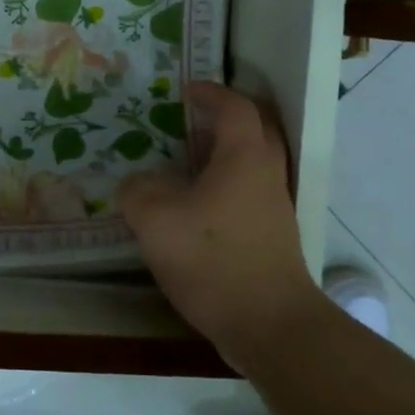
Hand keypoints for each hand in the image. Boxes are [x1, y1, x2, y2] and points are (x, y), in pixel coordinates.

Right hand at [118, 81, 324, 368]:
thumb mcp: (155, 220)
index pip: (235, 107)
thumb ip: (139, 190)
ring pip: (255, 162)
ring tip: (188, 160)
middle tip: (194, 119)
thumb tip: (139, 183)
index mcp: (244, 157)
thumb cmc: (213, 260)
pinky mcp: (273, 235)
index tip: (186, 90)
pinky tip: (196, 205)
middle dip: (228, 116)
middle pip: (258, 128)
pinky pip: (250, 190)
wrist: (268, 324)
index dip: (211, 93)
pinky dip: (227, 182)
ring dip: (227, 151)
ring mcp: (275, 206)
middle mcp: (267, 174)